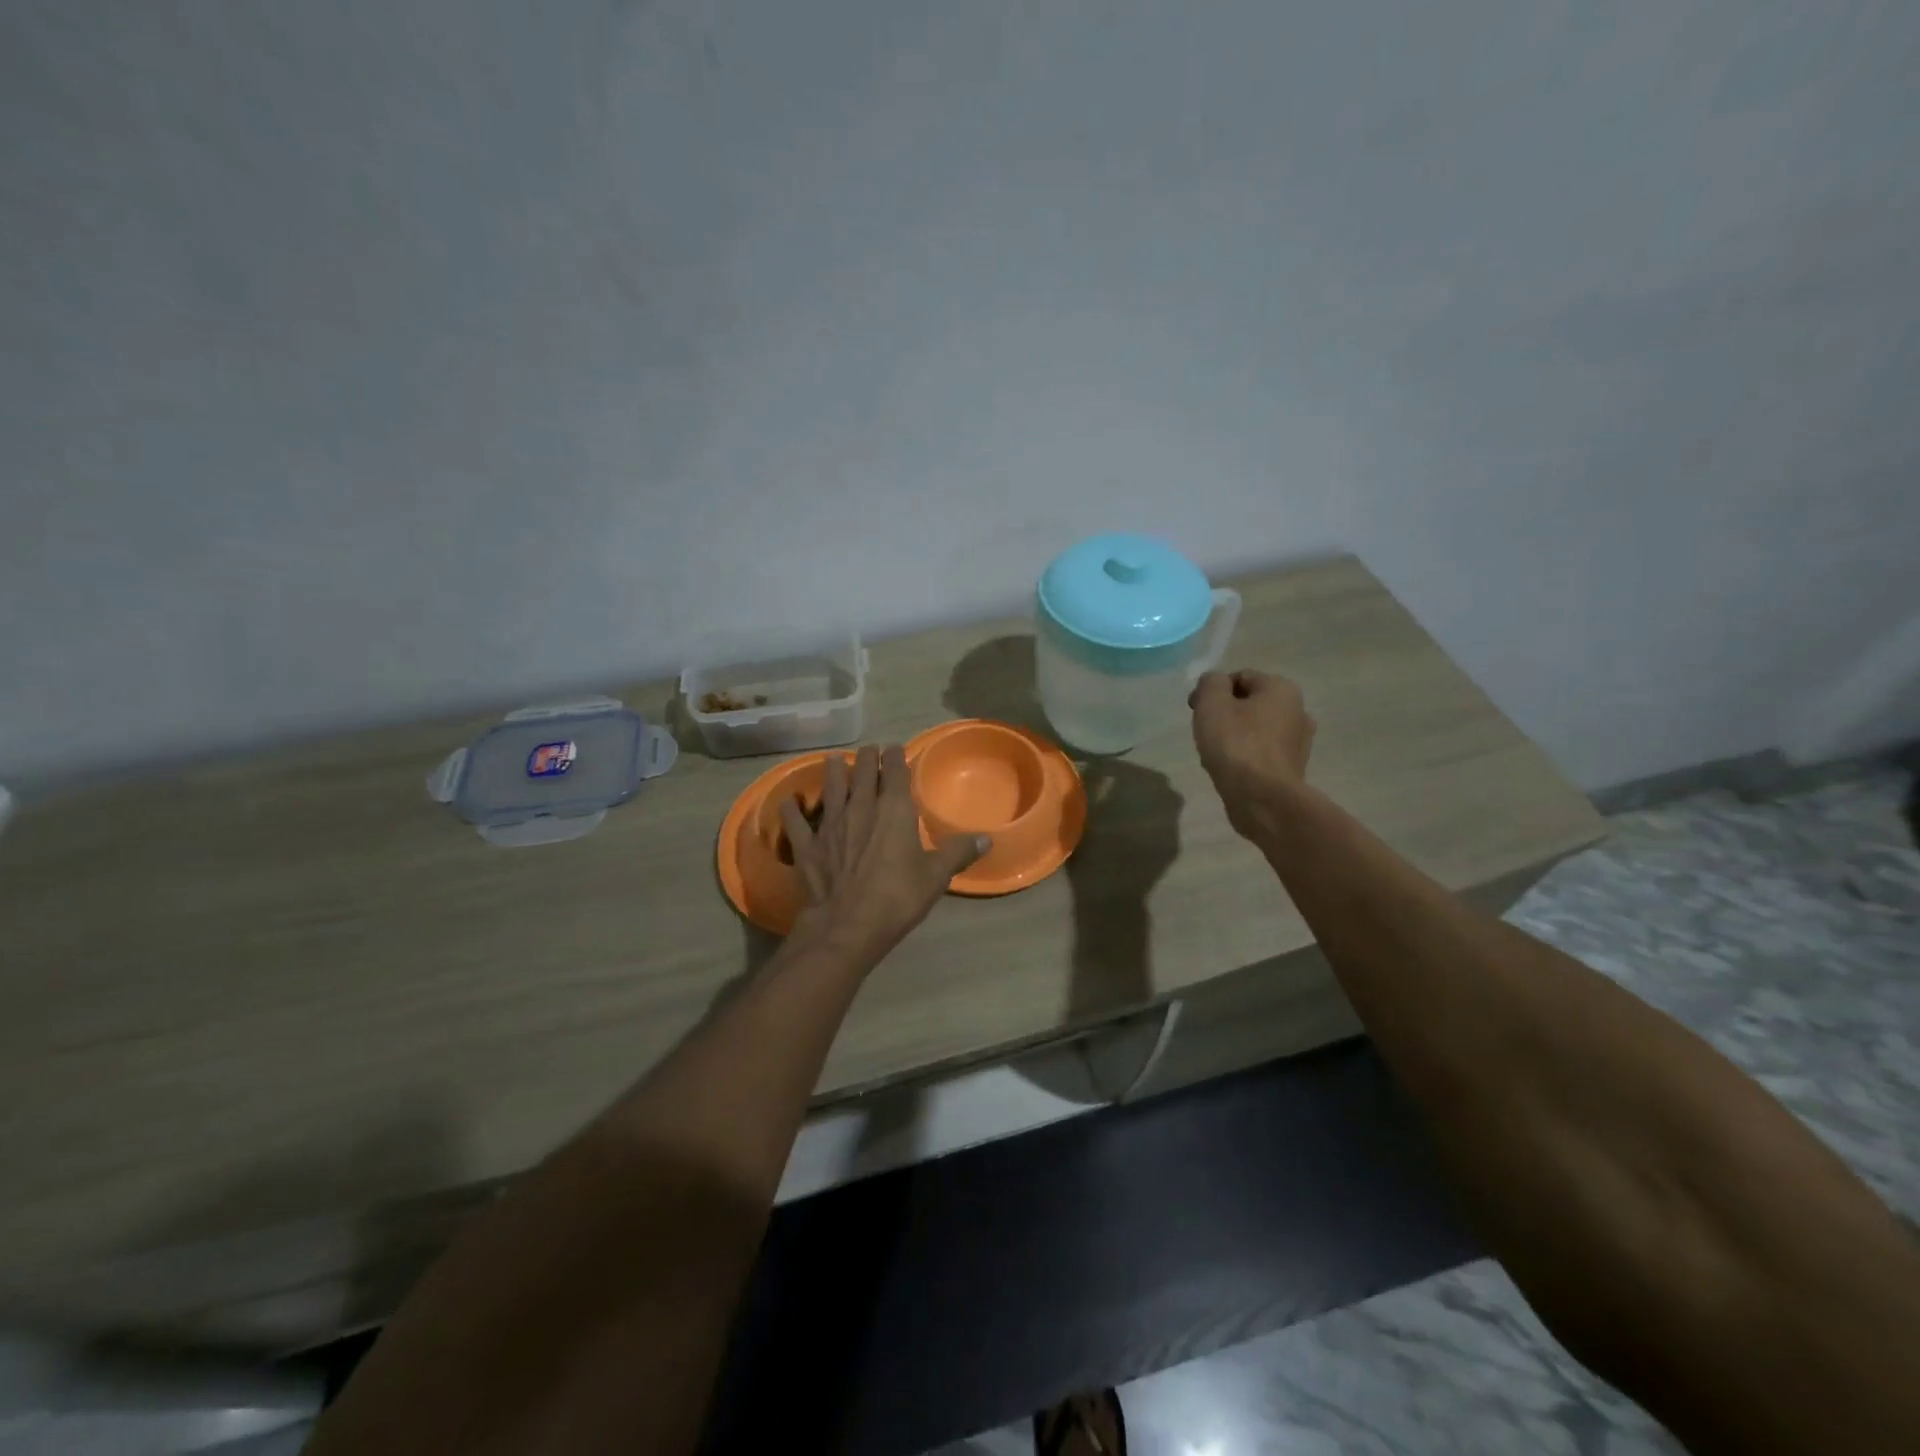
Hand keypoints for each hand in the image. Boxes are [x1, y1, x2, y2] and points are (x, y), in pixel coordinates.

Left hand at [779, 744, 987, 969]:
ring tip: (834, 761)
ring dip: (833, 770)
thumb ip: (958, 853)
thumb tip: (987, 839)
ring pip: (830, 785)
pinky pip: (795, 820)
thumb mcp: (936, 876)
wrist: (847, 926)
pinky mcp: (807, 844)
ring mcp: (829, 823)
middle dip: (866, 757)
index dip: (894, 756)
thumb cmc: (897, 897)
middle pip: (861, 770)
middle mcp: (860, 806)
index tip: (894, 749)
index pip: (894, 770)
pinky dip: (792, 809)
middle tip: (868, 751)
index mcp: (893, 809)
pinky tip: (789, 802)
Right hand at [1189, 670, 1316, 842]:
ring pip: (1255, 729)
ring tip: (1215, 754)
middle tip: (1204, 732)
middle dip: (1224, 713)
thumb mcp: (1212, 703)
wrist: (1261, 798)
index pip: (1240, 677)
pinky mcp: (1292, 767)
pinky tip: (1230, 769)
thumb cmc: (1236, 744)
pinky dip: (1245, 756)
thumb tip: (1214, 682)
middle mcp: (1298, 710)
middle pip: (1249, 703)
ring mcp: (1299, 741)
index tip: (1195, 709)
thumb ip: (1210, 683)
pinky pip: (1261, 752)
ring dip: (1234, 736)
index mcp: (1282, 688)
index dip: (1212, 691)